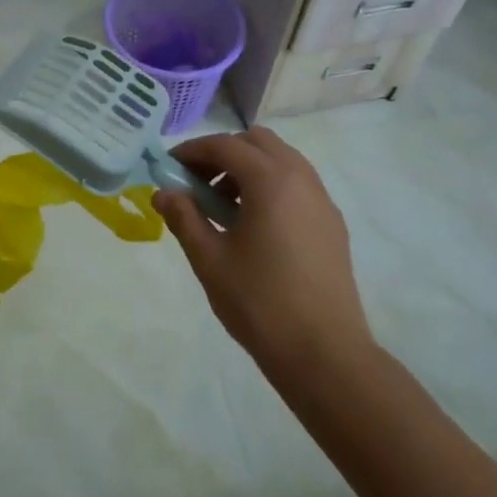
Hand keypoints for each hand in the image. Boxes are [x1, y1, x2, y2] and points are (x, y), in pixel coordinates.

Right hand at [153, 127, 371, 373]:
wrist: (325, 354)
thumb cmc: (259, 302)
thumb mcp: (209, 258)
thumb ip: (184, 217)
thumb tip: (164, 193)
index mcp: (271, 181)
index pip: (224, 145)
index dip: (192, 151)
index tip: (169, 169)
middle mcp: (301, 179)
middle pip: (258, 142)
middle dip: (223, 153)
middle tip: (198, 184)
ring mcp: (322, 201)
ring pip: (281, 161)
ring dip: (248, 169)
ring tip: (223, 207)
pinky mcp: (332, 224)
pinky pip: (297, 185)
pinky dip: (270, 187)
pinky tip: (253, 226)